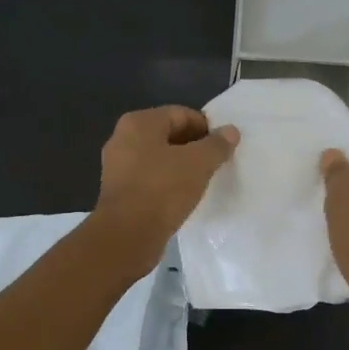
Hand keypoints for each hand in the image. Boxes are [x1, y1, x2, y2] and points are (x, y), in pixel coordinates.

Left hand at [93, 106, 239, 271]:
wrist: (128, 235)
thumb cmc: (163, 189)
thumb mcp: (198, 163)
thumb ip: (216, 145)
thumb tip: (230, 131)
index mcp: (139, 123)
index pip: (181, 114)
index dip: (206, 127)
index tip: (224, 146)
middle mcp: (123, 138)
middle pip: (168, 134)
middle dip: (194, 146)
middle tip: (216, 163)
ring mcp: (118, 165)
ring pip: (159, 157)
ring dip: (181, 165)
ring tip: (203, 180)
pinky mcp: (119, 190)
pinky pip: (150, 178)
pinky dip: (168, 182)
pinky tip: (183, 196)